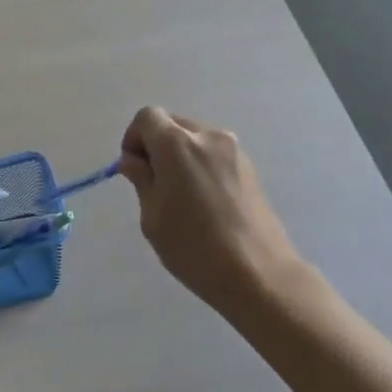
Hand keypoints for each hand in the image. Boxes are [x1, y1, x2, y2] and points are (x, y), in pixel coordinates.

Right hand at [118, 107, 307, 313]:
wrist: (258, 274)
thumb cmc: (194, 247)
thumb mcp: (153, 216)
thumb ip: (141, 179)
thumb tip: (134, 160)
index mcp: (178, 144)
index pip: (147, 117)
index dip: (134, 138)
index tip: (134, 170)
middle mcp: (208, 137)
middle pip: (173, 124)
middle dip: (156, 145)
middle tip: (154, 184)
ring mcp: (234, 151)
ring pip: (195, 138)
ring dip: (180, 156)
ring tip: (181, 197)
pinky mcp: (249, 168)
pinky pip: (214, 154)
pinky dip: (201, 166)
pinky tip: (204, 203)